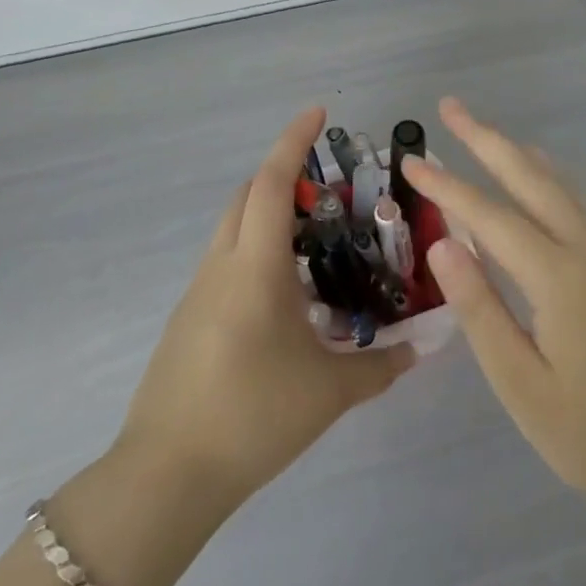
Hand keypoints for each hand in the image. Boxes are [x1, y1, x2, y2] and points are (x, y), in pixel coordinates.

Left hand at [112, 106, 414, 516]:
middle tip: (329, 190)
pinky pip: (226, 261)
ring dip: (269, 215)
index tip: (318, 111)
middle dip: (283, 175)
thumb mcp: (329, 391)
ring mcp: (198, 290)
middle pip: (247, 195)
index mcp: (255, 266)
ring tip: (315, 243)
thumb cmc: (253, 416)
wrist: (167, 474)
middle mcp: (222, 264)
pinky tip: (285, 296)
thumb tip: (418, 350)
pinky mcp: (188, 317)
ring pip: (233, 227)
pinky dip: (256, 252)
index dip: (294, 140)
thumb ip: (379, 366)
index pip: (272, 183)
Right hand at [402, 98, 585, 520]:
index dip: (447, 186)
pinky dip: (546, 177)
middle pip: (529, 179)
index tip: (411, 159)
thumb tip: (444, 245)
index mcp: (557, 278)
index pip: (489, 216)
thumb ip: (481, 311)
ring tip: (486, 131)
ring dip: (517, 153)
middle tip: (451, 106)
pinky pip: (574, 204)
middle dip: (487, 140)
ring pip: (557, 186)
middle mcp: (584, 252)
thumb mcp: (523, 385)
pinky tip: (539, 178)